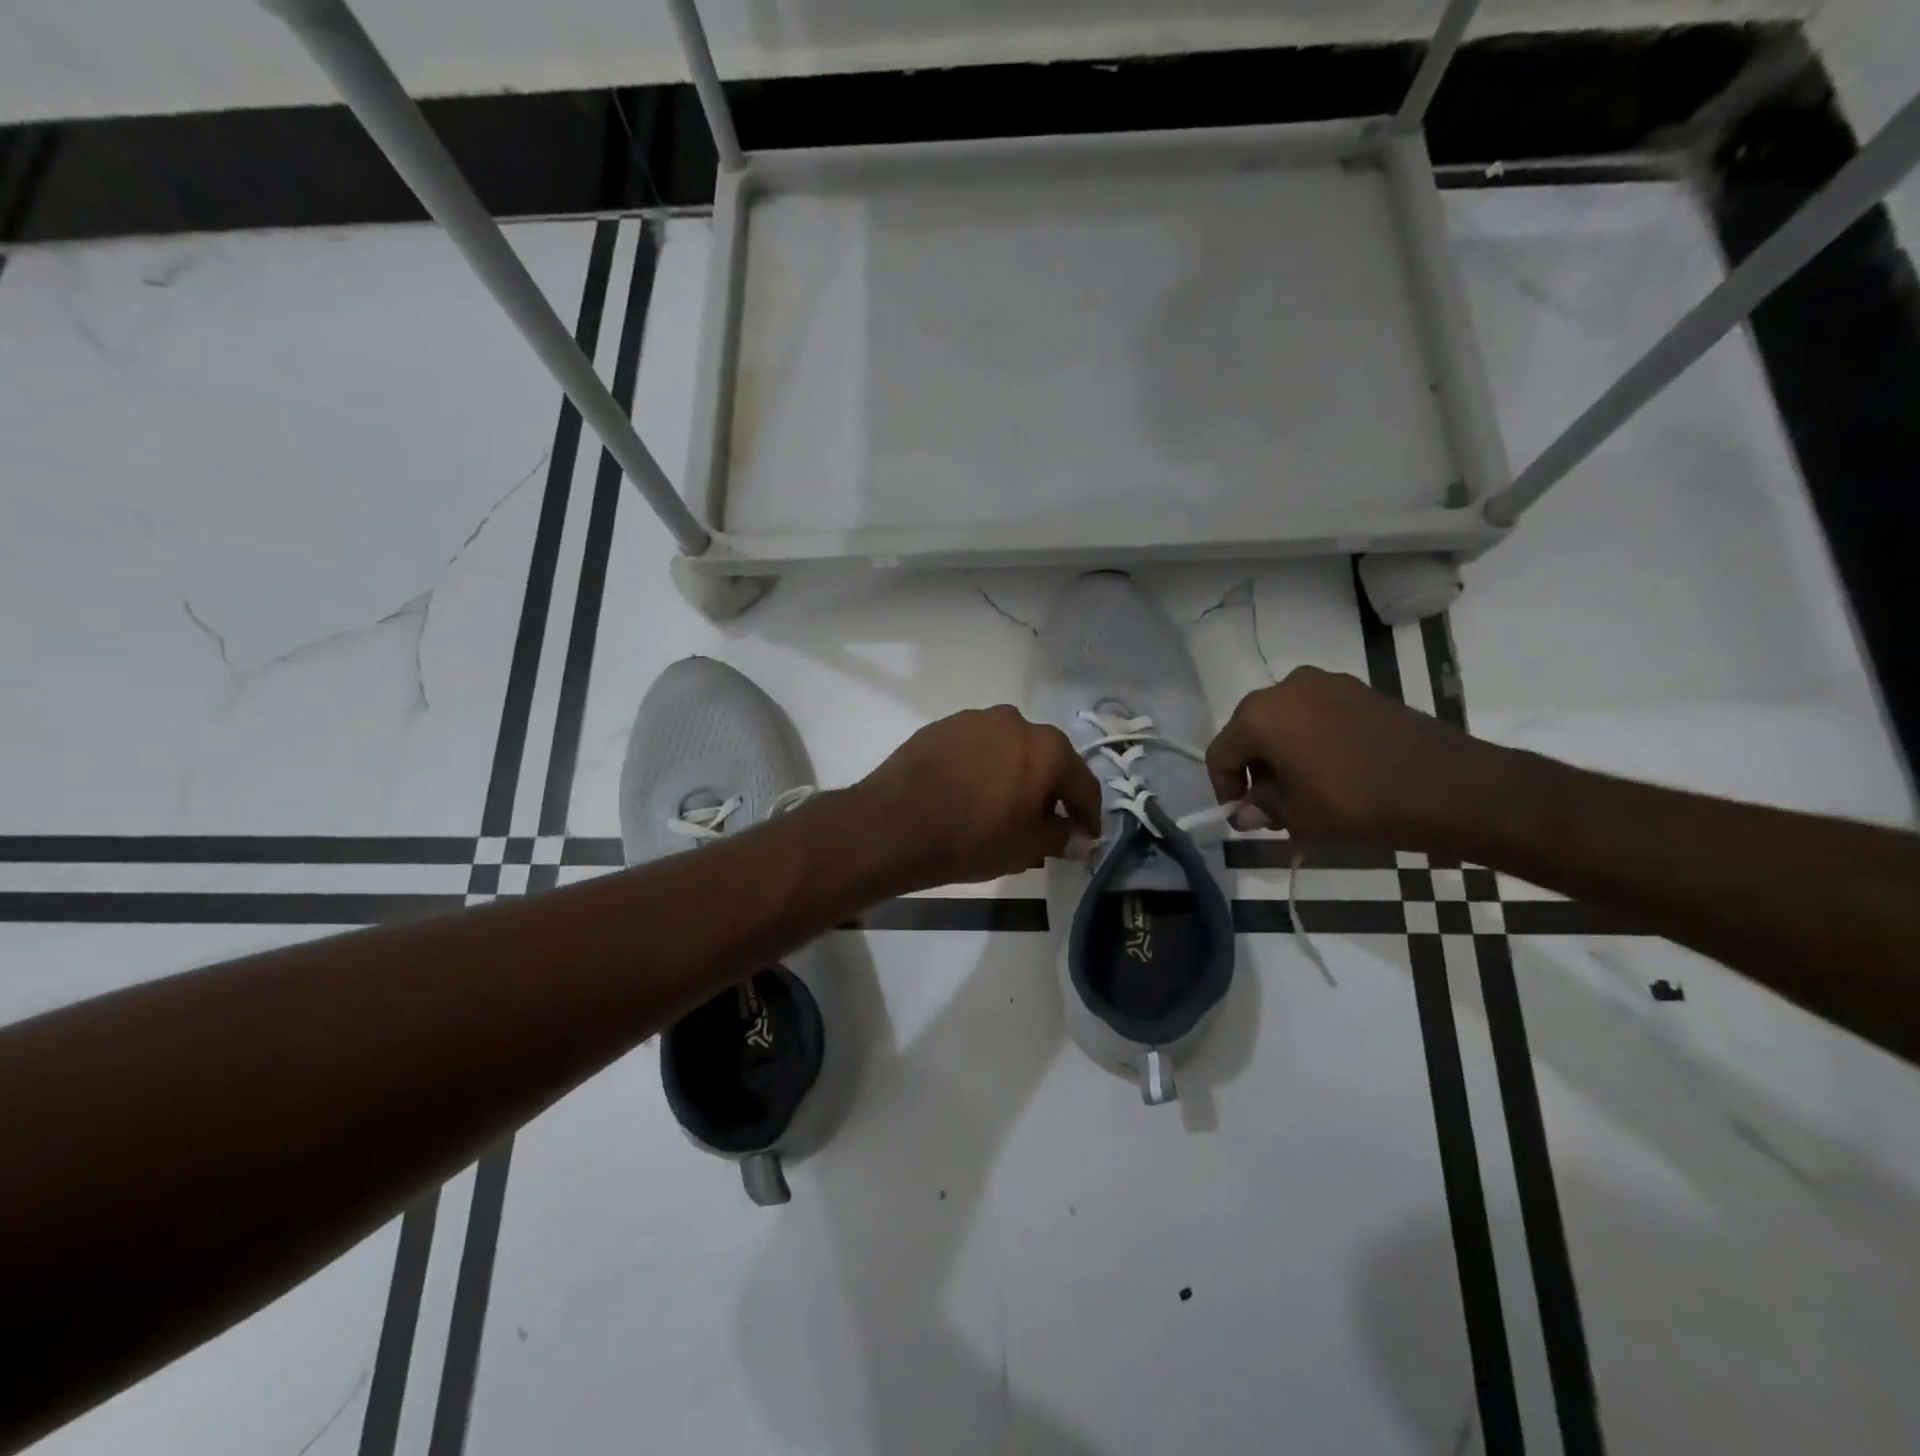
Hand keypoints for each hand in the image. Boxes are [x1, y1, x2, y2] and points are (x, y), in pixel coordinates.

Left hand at [853, 706, 1103, 889]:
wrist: (894, 824)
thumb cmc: (972, 838)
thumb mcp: (1026, 846)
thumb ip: (1061, 837)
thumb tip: (1083, 839)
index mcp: (1047, 748)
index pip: (1082, 782)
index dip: (1088, 814)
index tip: (1087, 836)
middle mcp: (1015, 721)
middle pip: (1045, 758)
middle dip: (1049, 790)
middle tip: (1044, 822)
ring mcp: (974, 719)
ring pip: (1008, 749)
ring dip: (1013, 774)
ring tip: (1002, 807)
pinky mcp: (941, 726)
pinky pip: (975, 748)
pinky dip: (981, 767)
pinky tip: (968, 793)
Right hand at [1205, 667, 1493, 847]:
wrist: (1448, 786)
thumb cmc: (1358, 802)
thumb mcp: (1299, 816)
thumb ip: (1262, 809)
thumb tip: (1246, 813)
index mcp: (1259, 715)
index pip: (1221, 754)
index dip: (1225, 789)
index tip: (1242, 817)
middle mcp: (1285, 688)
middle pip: (1250, 731)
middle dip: (1254, 770)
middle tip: (1272, 807)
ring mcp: (1325, 683)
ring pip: (1284, 721)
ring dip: (1282, 754)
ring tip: (1304, 790)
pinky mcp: (1358, 689)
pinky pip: (1316, 714)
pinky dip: (1311, 740)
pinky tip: (1332, 770)